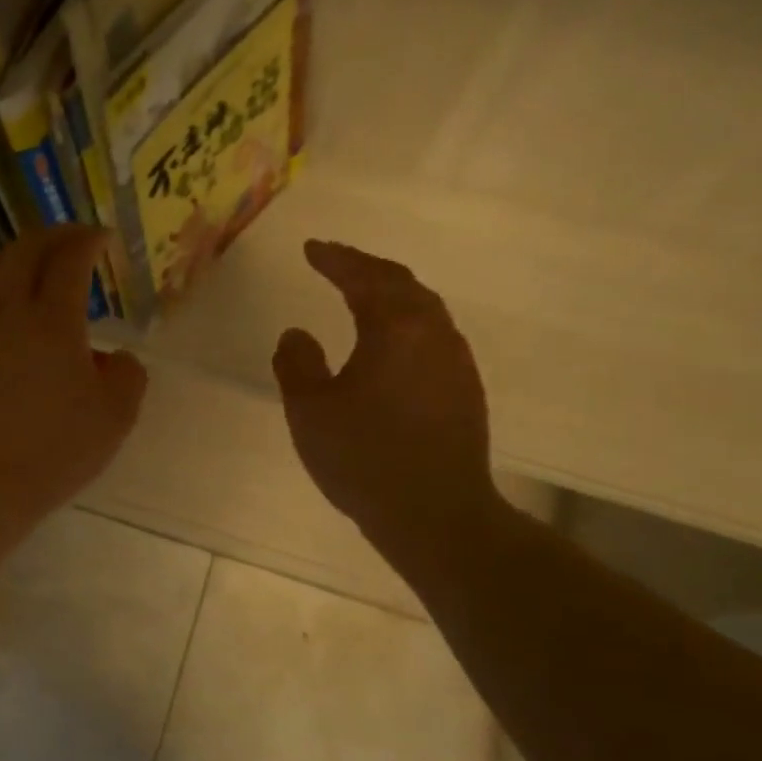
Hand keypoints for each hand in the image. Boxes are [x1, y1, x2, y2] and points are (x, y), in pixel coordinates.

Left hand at [0, 226, 148, 515]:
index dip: (88, 240)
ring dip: (19, 260)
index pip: (70, 257)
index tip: (102, 239)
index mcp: (53, 318)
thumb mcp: (115, 416)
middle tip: (72, 241)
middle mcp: (7, 309)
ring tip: (34, 271)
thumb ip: (127, 374)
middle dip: (53, 236)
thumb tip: (115, 357)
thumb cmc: (55, 448)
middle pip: (25, 250)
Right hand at [271, 241, 498, 567]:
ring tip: (361, 296)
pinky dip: (405, 324)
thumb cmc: (365, 457)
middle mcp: (434, 333)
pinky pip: (432, 336)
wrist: (435, 513)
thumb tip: (296, 334)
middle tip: (335, 263)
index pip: (364, 278)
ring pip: (423, 310)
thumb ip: (297, 364)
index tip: (311, 248)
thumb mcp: (310, 411)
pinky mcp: (465, 390)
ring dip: (390, 295)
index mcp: (396, 328)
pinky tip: (390, 344)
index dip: (335, 259)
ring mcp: (456, 362)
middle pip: (401, 284)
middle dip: (365, 269)